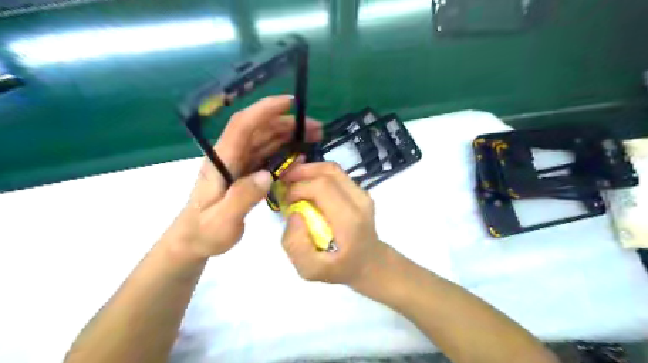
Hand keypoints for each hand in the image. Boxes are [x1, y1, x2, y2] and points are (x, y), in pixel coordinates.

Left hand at [165, 96, 320, 261]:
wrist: (193, 240)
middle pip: (259, 130)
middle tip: (315, 128)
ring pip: (266, 141)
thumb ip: (242, 197)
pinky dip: (285, 153)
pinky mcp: (245, 173)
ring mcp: (239, 164)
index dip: (264, 110)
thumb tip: (266, 175)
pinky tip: (300, 157)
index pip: (242, 125)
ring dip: (289, 136)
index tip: (289, 102)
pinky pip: (267, 157)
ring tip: (313, 138)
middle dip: (287, 123)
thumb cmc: (204, 232)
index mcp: (222, 160)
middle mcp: (231, 156)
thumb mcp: (222, 220)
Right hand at [282, 163, 385, 287]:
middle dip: (300, 174)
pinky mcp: (361, 191)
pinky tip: (307, 185)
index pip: (322, 187)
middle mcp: (360, 201)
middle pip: (327, 172)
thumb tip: (294, 213)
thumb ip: (296, 245)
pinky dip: (317, 174)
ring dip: (308, 170)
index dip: (298, 187)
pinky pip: (336, 175)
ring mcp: (363, 193)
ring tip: (292, 181)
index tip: (284, 199)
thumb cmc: (340, 268)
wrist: (369, 263)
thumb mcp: (311, 270)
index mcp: (350, 220)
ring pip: (332, 169)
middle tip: (283, 184)